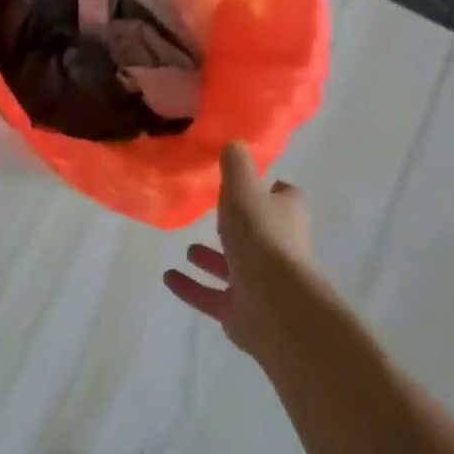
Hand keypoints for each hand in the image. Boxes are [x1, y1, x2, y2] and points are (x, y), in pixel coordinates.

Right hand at [163, 142, 316, 357]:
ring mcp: (260, 283)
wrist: (274, 304)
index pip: (283, 197)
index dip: (267, 189)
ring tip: (187, 247)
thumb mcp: (243, 189)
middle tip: (210, 214)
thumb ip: (236, 166)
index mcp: (285, 216)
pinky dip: (192, 287)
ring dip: (211, 258)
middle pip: (259, 232)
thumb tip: (234, 143)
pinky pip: (212, 296)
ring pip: (233, 266)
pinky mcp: (242, 311)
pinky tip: (168, 277)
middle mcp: (278, 248)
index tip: (244, 182)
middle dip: (237, 226)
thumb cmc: (261, 237)